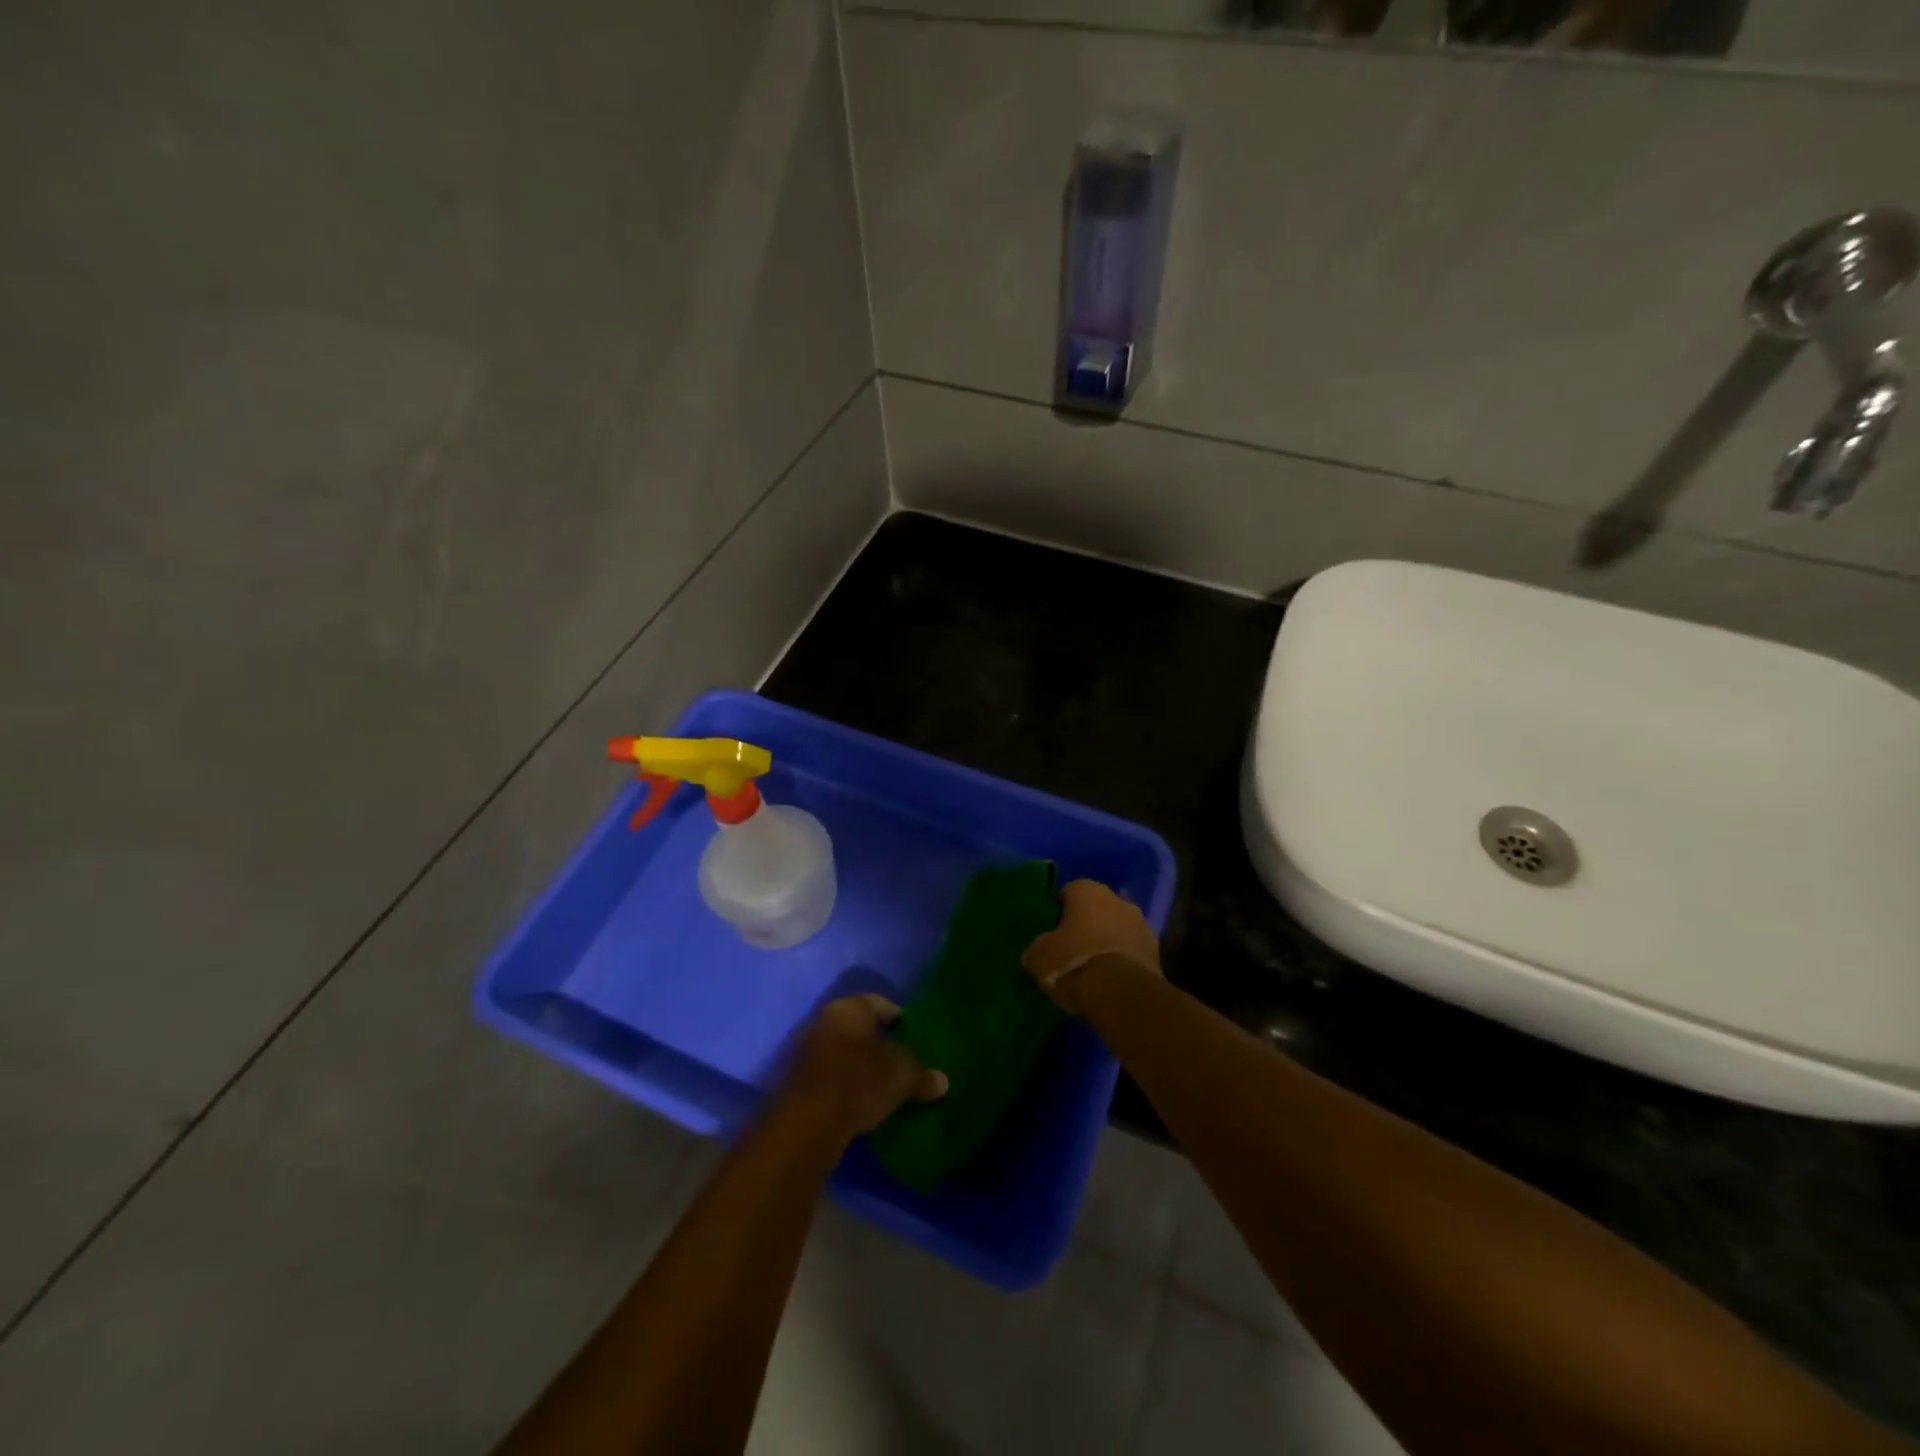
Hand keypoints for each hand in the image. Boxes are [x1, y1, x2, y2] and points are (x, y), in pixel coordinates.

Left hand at [779, 994, 947, 1139]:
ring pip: (844, 1053)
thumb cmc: (860, 1081)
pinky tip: (863, 1103)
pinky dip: (847, 1086)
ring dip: (862, 1067)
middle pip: (860, 1029)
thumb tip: (942, 1082)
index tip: (916, 1038)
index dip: (901, 1020)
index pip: (881, 1004)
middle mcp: (825, 1020)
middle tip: (903, 1063)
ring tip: (886, 1087)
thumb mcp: (902, 1076)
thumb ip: (923, 1074)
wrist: (807, 1124)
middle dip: (881, 1045)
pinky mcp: (798, 1082)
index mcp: (850, 1007)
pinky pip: (831, 1076)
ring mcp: (807, 1051)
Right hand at [1021, 879, 1162, 1014]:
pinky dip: (1123, 960)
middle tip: (1071, 949)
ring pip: (1118, 928)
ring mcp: (1142, 924)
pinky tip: (1111, 980)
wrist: (1120, 995)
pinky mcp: (1157, 952)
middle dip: (1086, 925)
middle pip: (1097, 909)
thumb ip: (1038, 947)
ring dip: (1108, 942)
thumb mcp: (1038, 957)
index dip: (1058, 912)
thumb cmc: (1073, 963)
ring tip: (1092, 968)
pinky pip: (1132, 951)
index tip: (1051, 932)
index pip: (1068, 892)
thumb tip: (1037, 952)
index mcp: (1087, 890)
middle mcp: (1118, 899)